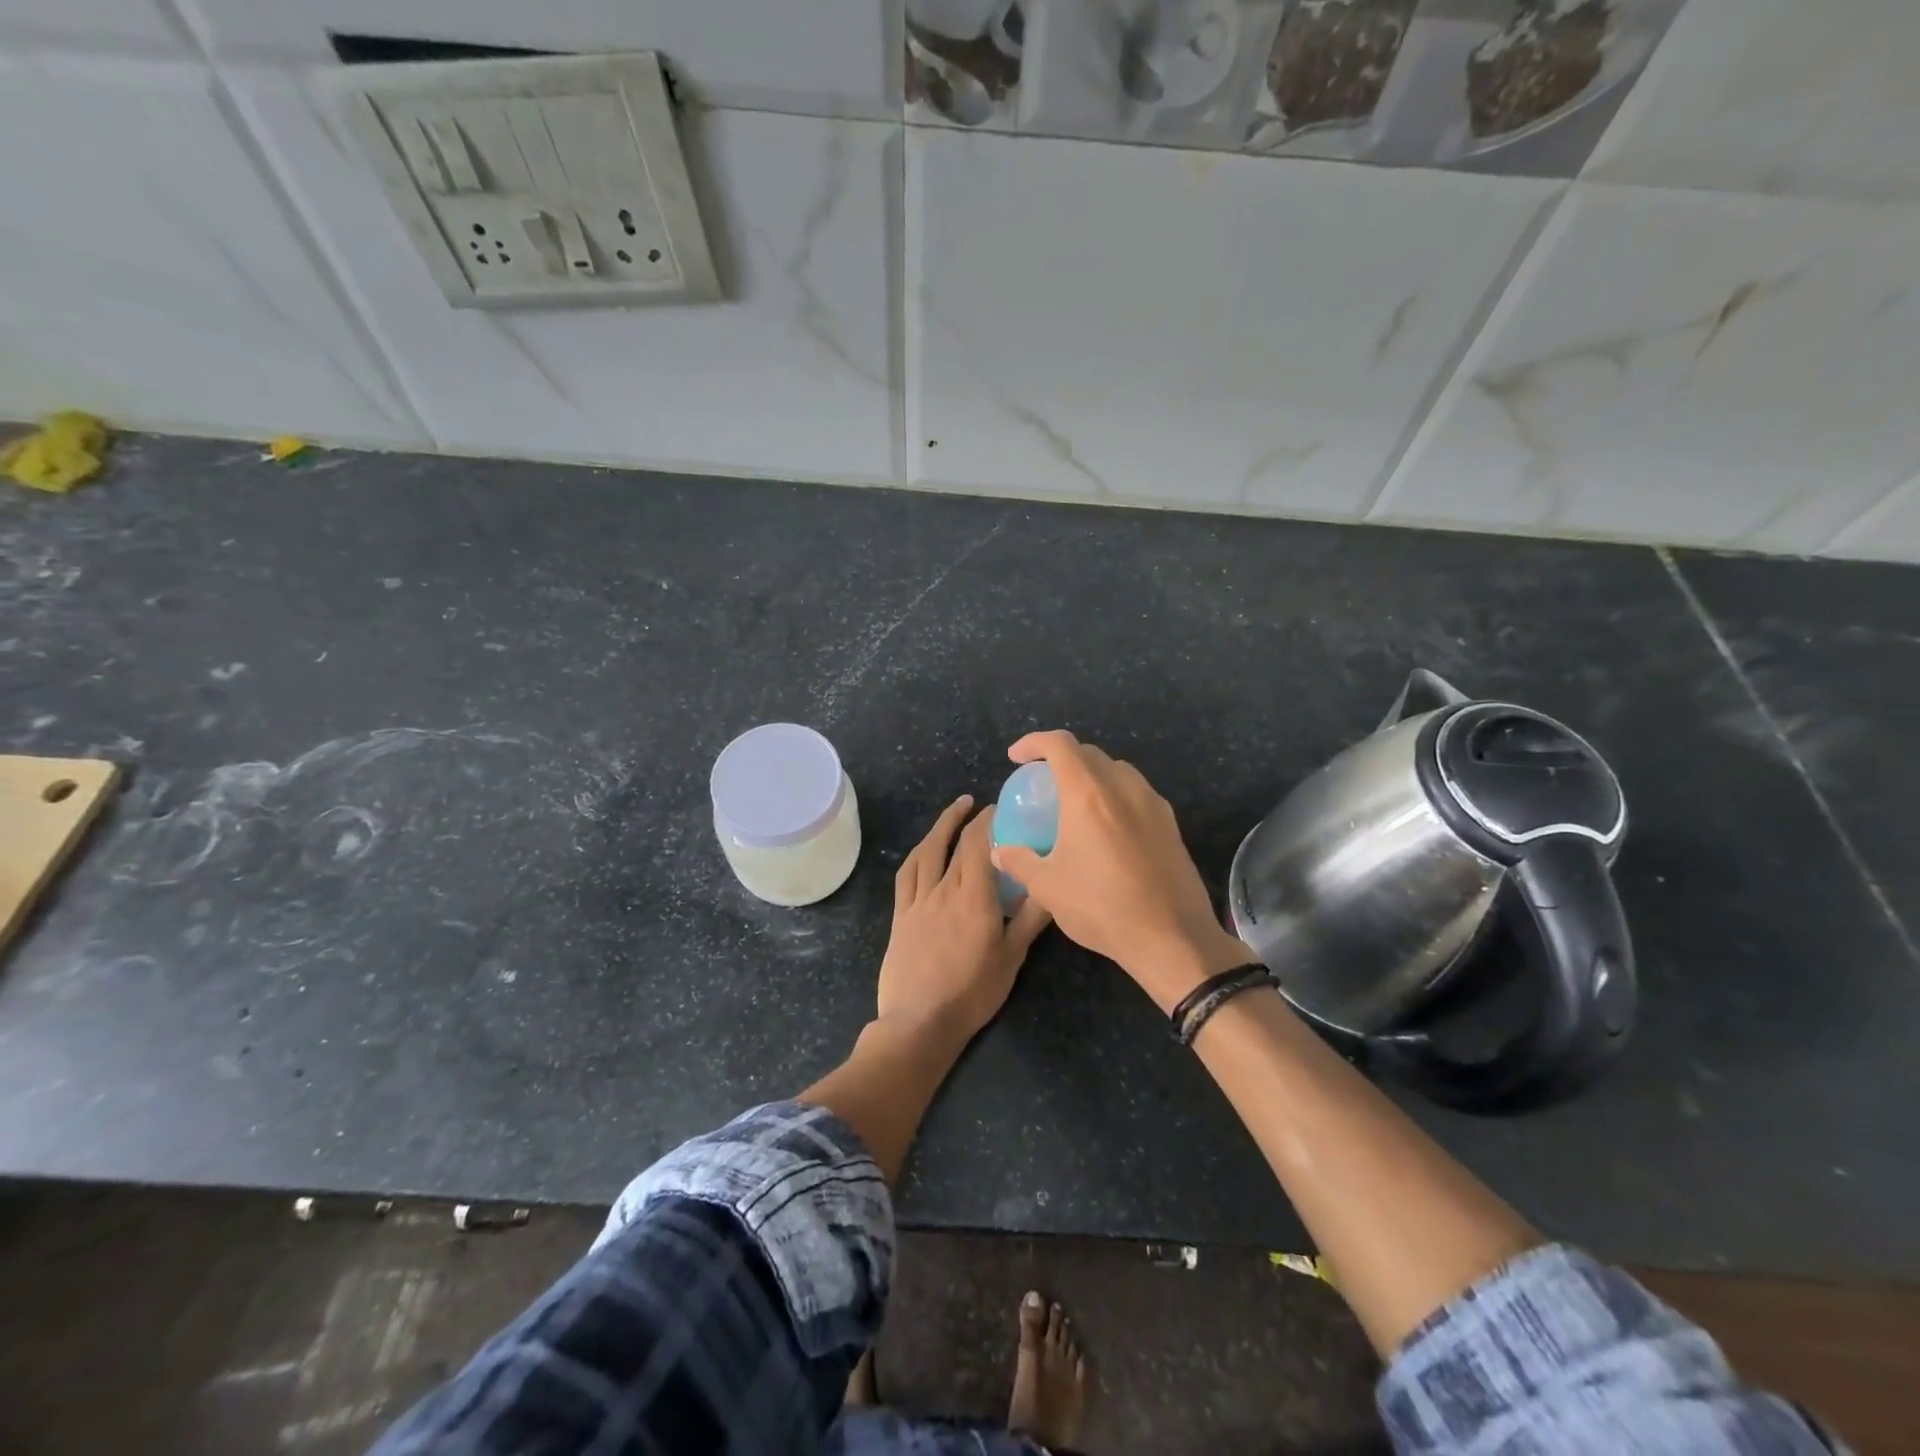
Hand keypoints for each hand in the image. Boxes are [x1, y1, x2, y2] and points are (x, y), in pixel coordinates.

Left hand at [876, 795, 1051, 1043]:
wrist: (920, 1022)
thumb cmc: (972, 993)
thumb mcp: (1011, 959)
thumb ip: (1031, 920)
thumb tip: (1052, 888)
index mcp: (975, 897)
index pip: (980, 845)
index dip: (989, 821)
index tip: (1002, 808)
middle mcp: (944, 890)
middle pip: (956, 843)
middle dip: (970, 819)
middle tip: (984, 807)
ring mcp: (918, 901)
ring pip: (927, 852)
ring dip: (941, 826)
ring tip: (955, 810)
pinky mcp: (900, 915)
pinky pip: (906, 875)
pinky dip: (918, 854)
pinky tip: (924, 849)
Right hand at [989, 731, 1252, 1009]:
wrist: (1172, 938)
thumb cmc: (1101, 907)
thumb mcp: (1048, 888)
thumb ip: (1019, 861)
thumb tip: (999, 851)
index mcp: (1088, 794)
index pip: (1060, 745)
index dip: (1034, 743)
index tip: (1016, 757)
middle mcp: (1123, 788)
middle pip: (1090, 753)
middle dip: (1062, 758)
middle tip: (1044, 782)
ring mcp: (1153, 804)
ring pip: (1118, 770)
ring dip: (1093, 775)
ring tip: (1076, 802)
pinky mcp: (1171, 824)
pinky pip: (1137, 793)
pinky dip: (1115, 795)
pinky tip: (1108, 827)